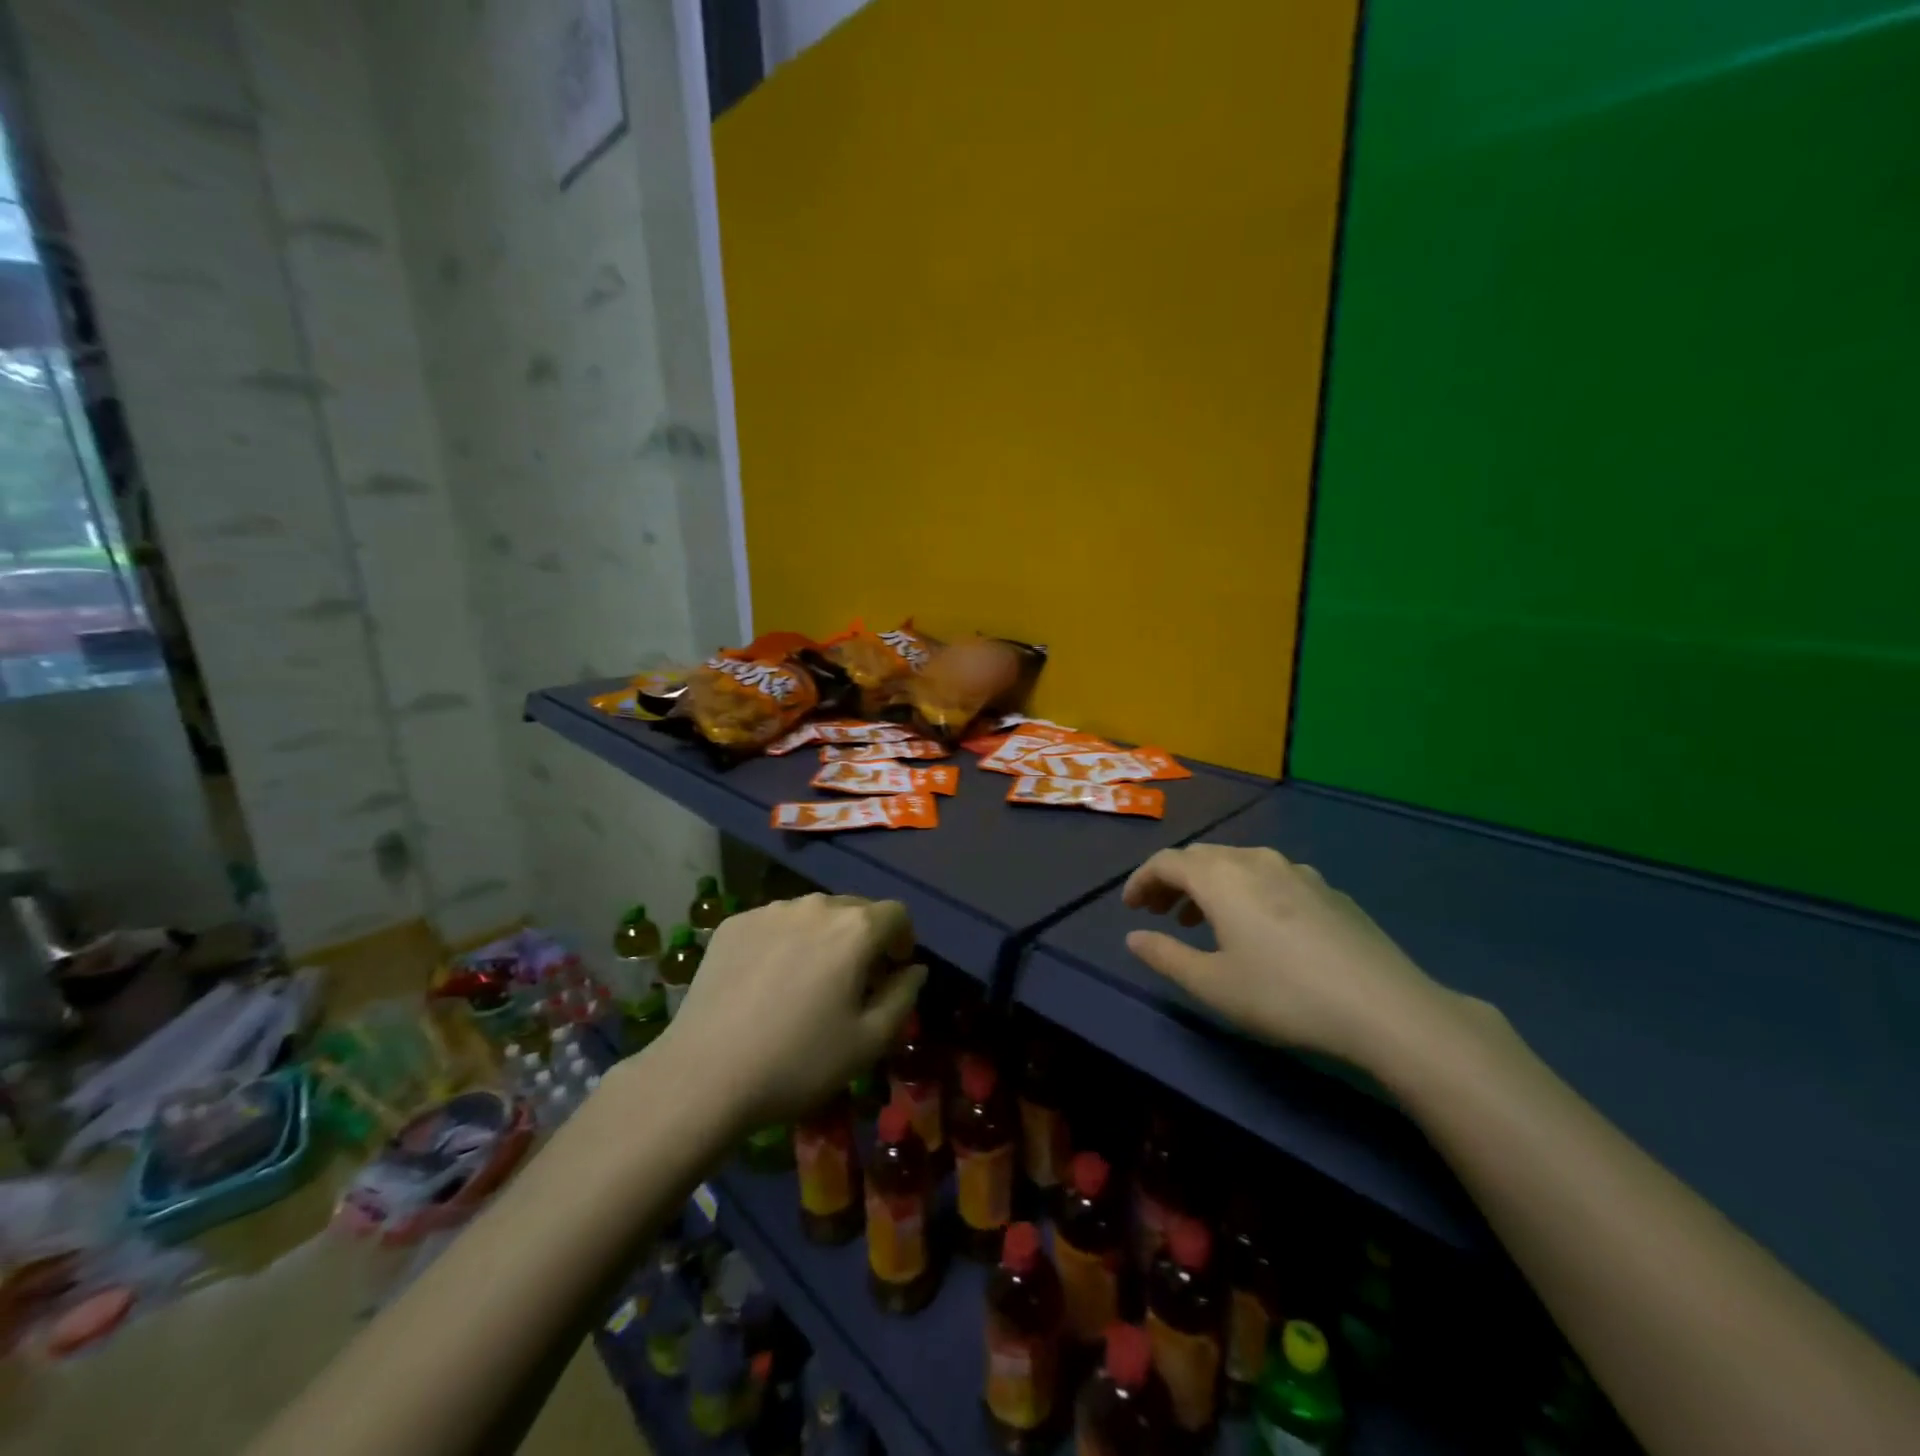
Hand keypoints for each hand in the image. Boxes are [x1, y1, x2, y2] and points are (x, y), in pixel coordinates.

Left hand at [658, 894, 925, 1126]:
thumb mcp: (869, 1042)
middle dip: (864, 938)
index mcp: (854, 929)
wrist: (704, 1075)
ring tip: (807, 980)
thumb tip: (915, 969)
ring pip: (813, 914)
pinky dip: (784, 941)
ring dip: (823, 937)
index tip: (893, 971)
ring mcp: (769, 911)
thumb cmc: (798, 1062)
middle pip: (855, 909)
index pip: (897, 913)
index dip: (903, 940)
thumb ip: (903, 996)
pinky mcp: (734, 923)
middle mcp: (815, 905)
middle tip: (853, 981)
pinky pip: (775, 923)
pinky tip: (767, 982)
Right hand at [1122, 844, 1466, 1069]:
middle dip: (1173, 880)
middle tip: (1159, 912)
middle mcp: (1255, 860)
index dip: (1141, 881)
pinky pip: (1271, 877)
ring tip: (1202, 919)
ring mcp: (1297, 871)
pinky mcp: (1327, 890)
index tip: (1129, 908)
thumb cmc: (1283, 994)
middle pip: (1201, 857)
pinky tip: (1259, 927)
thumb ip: (1166, 956)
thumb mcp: (1212, 984)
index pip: (1166, 862)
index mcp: (1221, 877)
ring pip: (1237, 863)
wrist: (1384, 1007)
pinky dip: (1246, 891)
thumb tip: (1133, 938)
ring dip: (1209, 885)